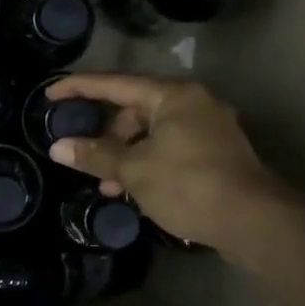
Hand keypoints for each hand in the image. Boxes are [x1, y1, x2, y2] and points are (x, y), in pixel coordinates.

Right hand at [44, 73, 297, 249]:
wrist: (254, 221)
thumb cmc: (189, 185)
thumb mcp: (134, 170)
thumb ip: (95, 155)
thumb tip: (58, 147)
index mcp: (173, 96)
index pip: (115, 84)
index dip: (79, 88)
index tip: (51, 93)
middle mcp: (194, 103)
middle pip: (135, 109)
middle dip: (107, 135)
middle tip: (86, 157)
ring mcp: (209, 129)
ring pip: (153, 133)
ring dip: (126, 155)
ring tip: (109, 186)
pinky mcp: (217, 154)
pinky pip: (170, 149)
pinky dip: (148, 163)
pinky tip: (135, 190)